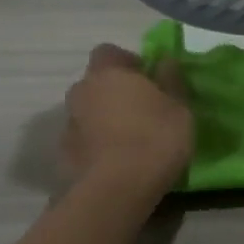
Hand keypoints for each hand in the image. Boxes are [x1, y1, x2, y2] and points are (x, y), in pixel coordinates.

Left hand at [61, 44, 192, 192]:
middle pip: (96, 83)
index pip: (108, 52)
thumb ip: (171, 80)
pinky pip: (83, 140)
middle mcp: (82, 91)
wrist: (116, 191)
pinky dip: (95, 145)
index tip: (147, 79)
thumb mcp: (179, 107)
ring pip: (87, 112)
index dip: (127, 63)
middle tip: (140, 110)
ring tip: (128, 140)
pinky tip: (115, 162)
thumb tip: (164, 61)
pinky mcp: (64, 155)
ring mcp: (69, 124)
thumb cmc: (154, 138)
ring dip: (103, 119)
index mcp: (108, 73)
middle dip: (113, 92)